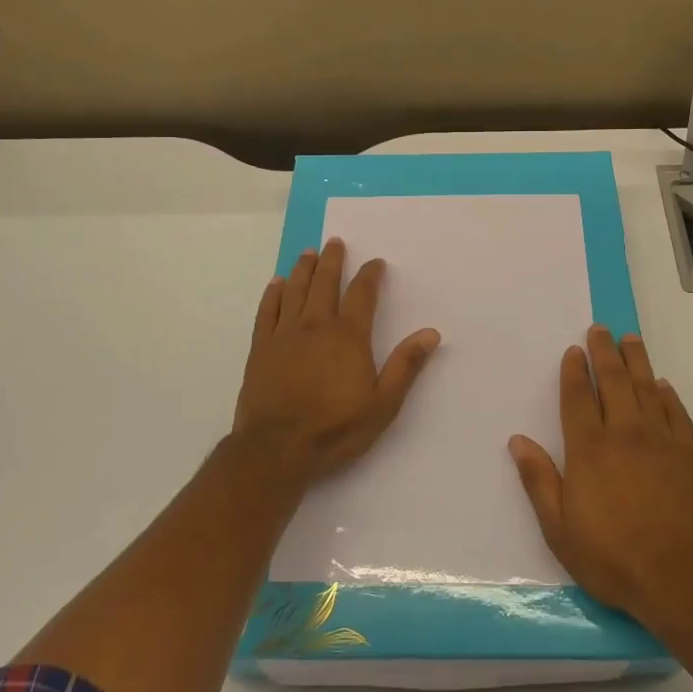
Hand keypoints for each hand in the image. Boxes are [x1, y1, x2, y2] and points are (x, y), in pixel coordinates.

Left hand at [232, 238, 440, 489]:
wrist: (277, 449)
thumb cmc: (335, 429)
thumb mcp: (383, 404)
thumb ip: (405, 366)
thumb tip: (431, 333)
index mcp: (348, 336)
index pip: (362, 294)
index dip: (370, 275)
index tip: (375, 262)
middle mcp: (316, 326)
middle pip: (325, 283)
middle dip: (332, 260)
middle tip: (334, 242)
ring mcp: (285, 335)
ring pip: (295, 291)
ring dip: (303, 269)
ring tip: (309, 253)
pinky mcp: (261, 348)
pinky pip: (267, 311)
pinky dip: (273, 294)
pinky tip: (276, 284)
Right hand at [508, 327, 692, 625]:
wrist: (681, 579)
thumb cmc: (612, 556)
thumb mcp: (559, 528)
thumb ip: (539, 480)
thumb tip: (518, 440)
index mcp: (589, 449)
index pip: (578, 398)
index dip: (574, 372)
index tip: (574, 351)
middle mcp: (624, 434)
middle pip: (613, 382)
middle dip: (604, 352)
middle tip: (600, 329)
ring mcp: (660, 442)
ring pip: (647, 389)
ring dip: (637, 361)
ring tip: (630, 339)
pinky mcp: (688, 457)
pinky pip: (677, 414)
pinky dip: (668, 396)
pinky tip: (663, 386)